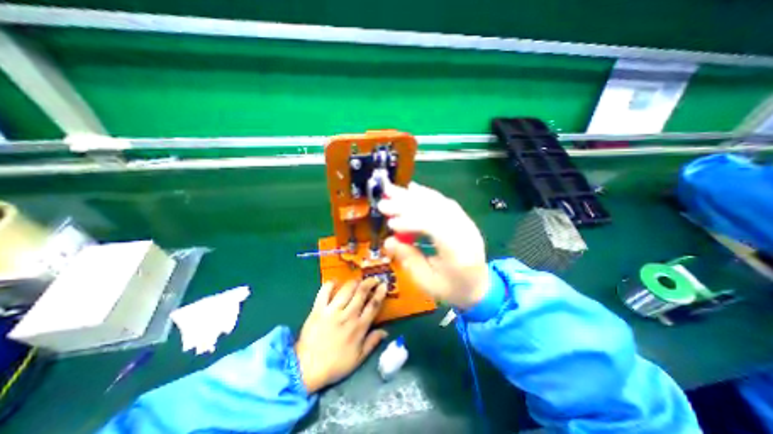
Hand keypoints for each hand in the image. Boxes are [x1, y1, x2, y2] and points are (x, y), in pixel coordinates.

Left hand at [294, 279, 386, 392]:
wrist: (306, 369)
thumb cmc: (335, 365)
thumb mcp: (358, 358)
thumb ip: (372, 343)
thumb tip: (386, 332)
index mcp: (359, 327)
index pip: (373, 305)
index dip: (380, 293)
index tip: (384, 285)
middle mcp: (347, 315)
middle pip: (361, 292)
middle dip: (370, 282)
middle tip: (373, 278)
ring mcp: (332, 311)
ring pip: (346, 289)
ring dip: (354, 282)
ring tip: (357, 280)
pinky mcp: (318, 309)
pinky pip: (325, 291)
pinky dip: (330, 284)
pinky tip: (335, 282)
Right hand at [376, 182, 487, 308]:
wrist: (479, 287)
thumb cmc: (451, 288)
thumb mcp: (426, 282)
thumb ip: (409, 259)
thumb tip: (389, 240)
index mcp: (458, 251)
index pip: (434, 227)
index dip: (410, 221)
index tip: (390, 223)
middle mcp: (465, 231)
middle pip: (435, 209)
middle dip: (408, 203)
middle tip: (385, 196)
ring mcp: (466, 222)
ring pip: (439, 202)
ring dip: (414, 195)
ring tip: (394, 190)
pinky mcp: (463, 218)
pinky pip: (444, 202)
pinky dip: (426, 195)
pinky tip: (413, 189)